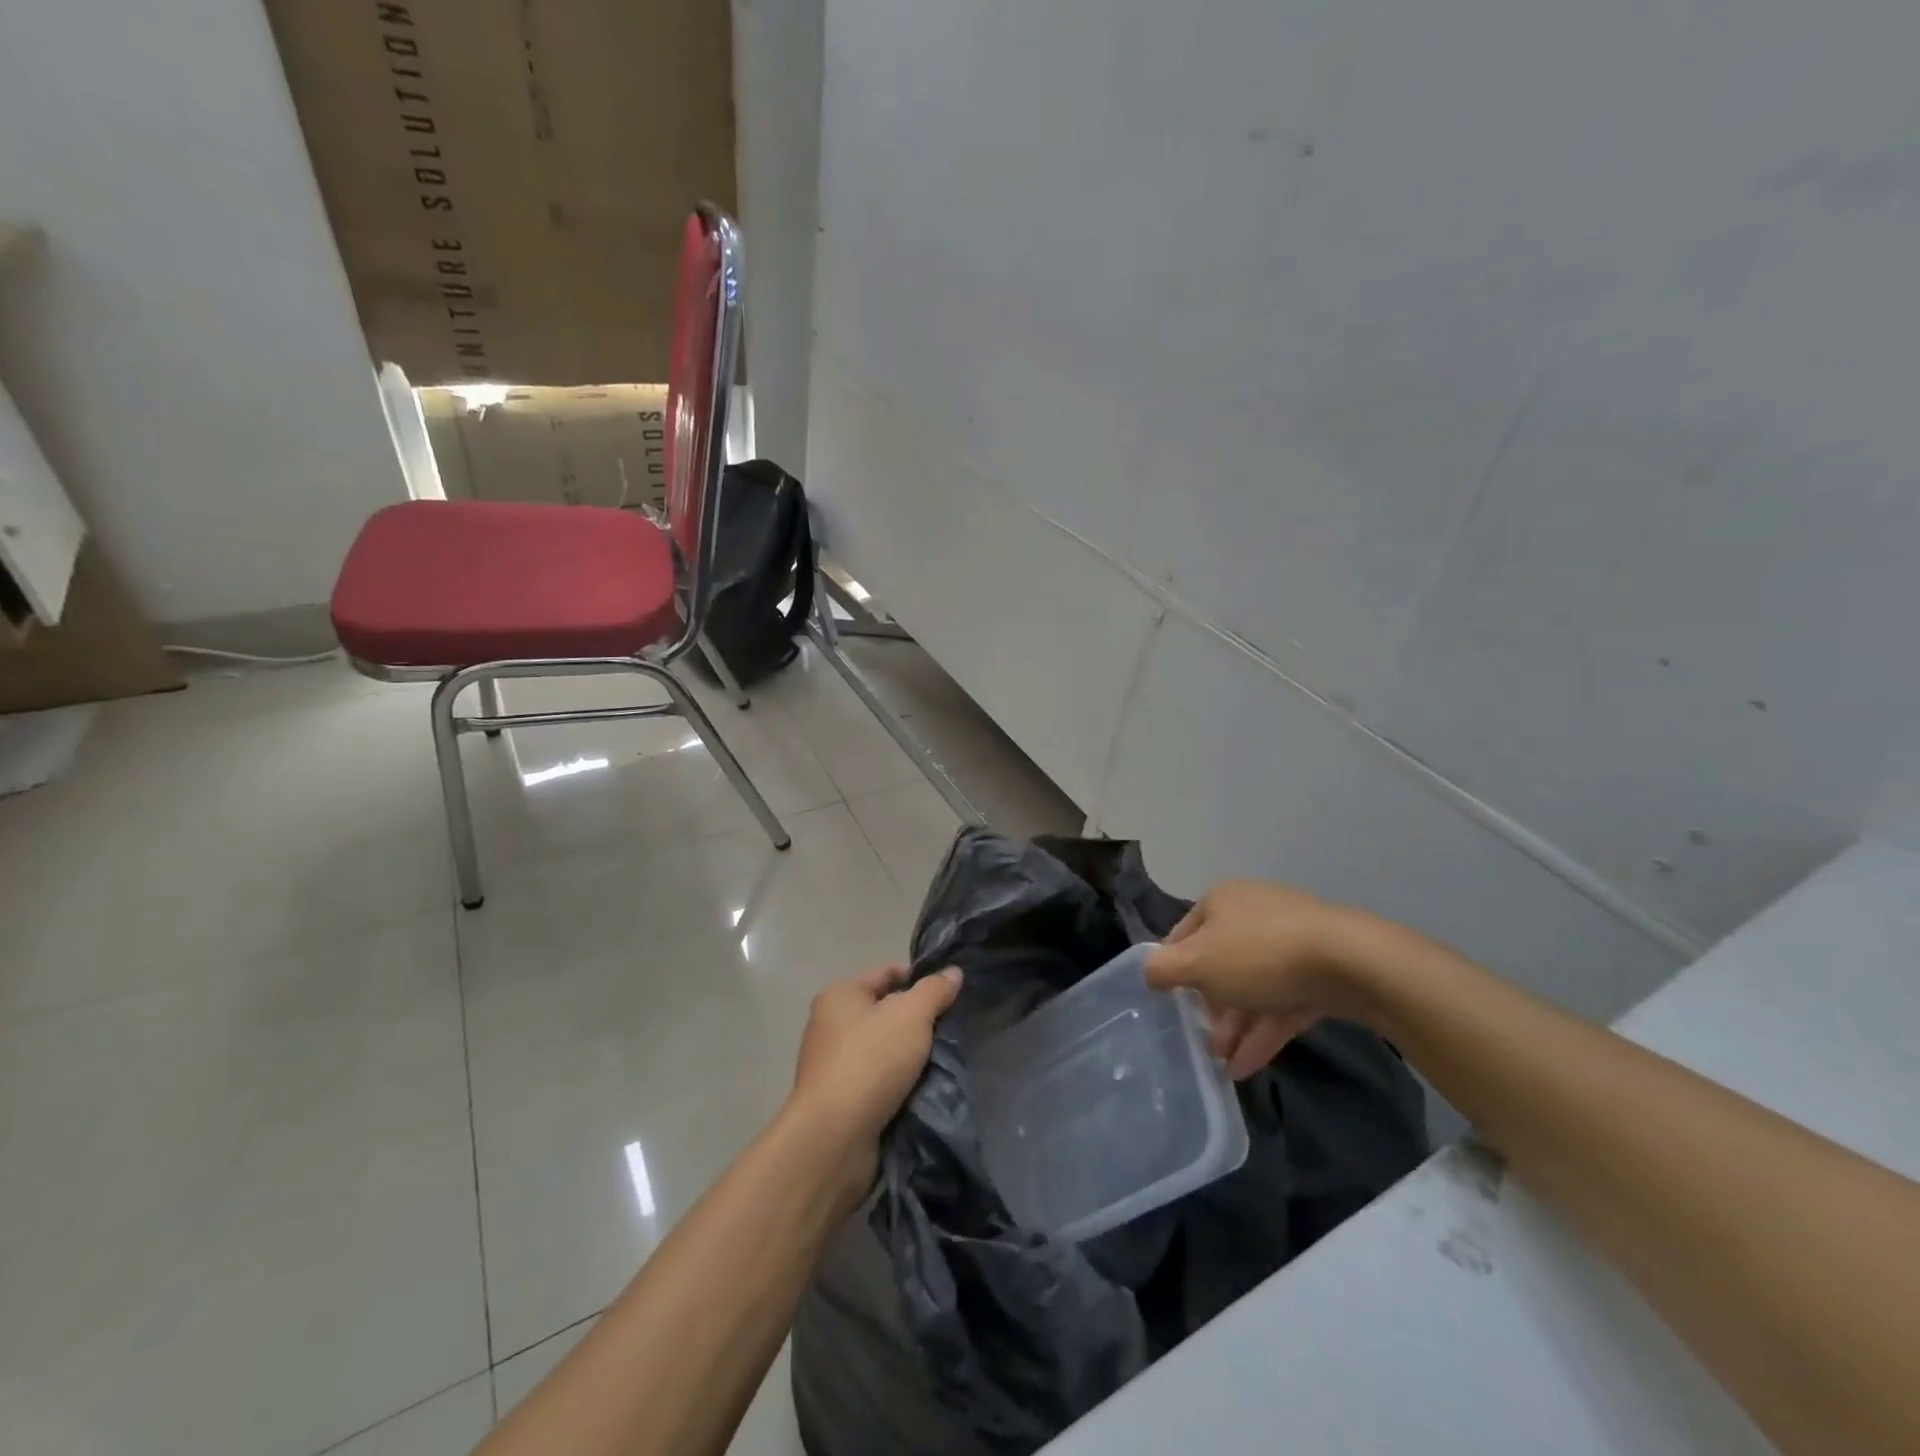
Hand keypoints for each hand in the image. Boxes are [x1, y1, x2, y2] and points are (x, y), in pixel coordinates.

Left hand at [788, 964, 962, 1162]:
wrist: (834, 1138)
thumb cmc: (870, 1061)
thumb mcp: (911, 1016)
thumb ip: (934, 991)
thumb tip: (953, 972)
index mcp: (839, 995)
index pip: (887, 973)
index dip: (920, 979)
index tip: (950, 996)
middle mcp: (830, 1025)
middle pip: (885, 1011)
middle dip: (917, 1021)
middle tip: (950, 1030)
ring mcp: (833, 1065)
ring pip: (884, 1049)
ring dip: (910, 1056)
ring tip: (942, 1061)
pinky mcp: (840, 1100)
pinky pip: (878, 1080)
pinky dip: (899, 1083)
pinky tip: (924, 1090)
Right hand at [1144, 880, 1359, 1079]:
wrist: (1350, 962)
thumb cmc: (1259, 954)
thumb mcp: (1197, 962)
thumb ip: (1163, 969)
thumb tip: (1148, 973)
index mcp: (1221, 902)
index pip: (1183, 935)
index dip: (1173, 970)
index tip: (1170, 1004)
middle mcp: (1252, 915)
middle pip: (1220, 964)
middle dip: (1210, 1007)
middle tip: (1203, 1041)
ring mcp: (1289, 942)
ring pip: (1252, 987)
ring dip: (1235, 1026)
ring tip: (1224, 1063)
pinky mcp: (1319, 972)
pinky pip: (1281, 1003)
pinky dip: (1263, 1032)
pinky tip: (1247, 1067)